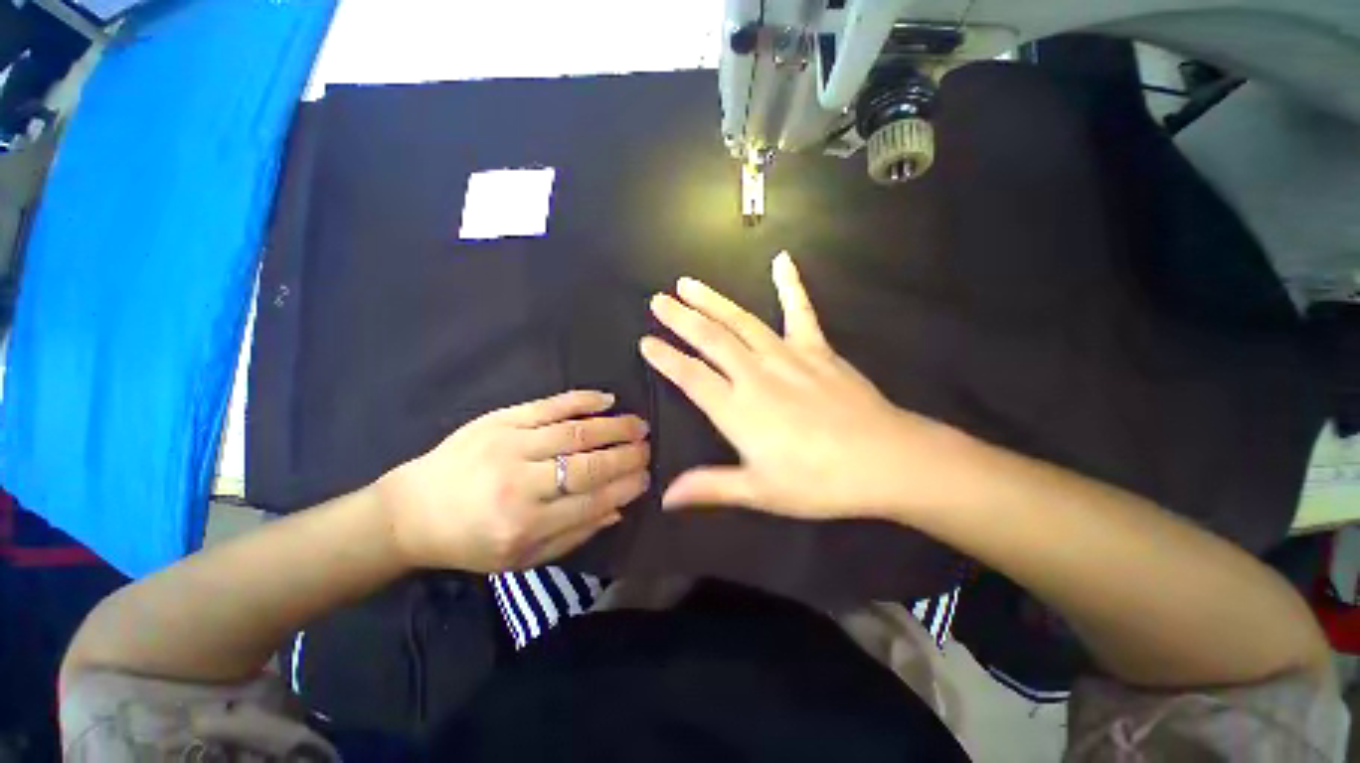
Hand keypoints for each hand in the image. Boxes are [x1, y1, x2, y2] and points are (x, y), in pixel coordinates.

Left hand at [375, 391, 650, 571]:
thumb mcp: (520, 557)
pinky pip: (550, 405)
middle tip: (648, 448)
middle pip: (587, 465)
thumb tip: (618, 509)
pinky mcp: (500, 419)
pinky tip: (607, 399)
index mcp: (523, 525)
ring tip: (639, 425)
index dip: (624, 487)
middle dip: (626, 456)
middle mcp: (519, 483)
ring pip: (575, 432)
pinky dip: (582, 400)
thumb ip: (573, 535)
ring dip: (613, 427)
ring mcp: (509, 444)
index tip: (646, 477)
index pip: (591, 501)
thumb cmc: (470, 541)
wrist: (413, 510)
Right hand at [639, 252, 982, 520]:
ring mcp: (787, 356)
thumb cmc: (818, 481)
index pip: (690, 376)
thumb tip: (666, 498)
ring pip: (741, 321)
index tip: (646, 341)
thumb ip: (710, 487)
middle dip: (680, 318)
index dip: (665, 358)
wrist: (884, 460)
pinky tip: (782, 259)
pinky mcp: (816, 348)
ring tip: (689, 283)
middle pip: (711, 339)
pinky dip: (790, 284)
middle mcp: (755, 374)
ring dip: (713, 300)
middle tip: (658, 300)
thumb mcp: (759, 491)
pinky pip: (800, 310)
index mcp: (737, 409)